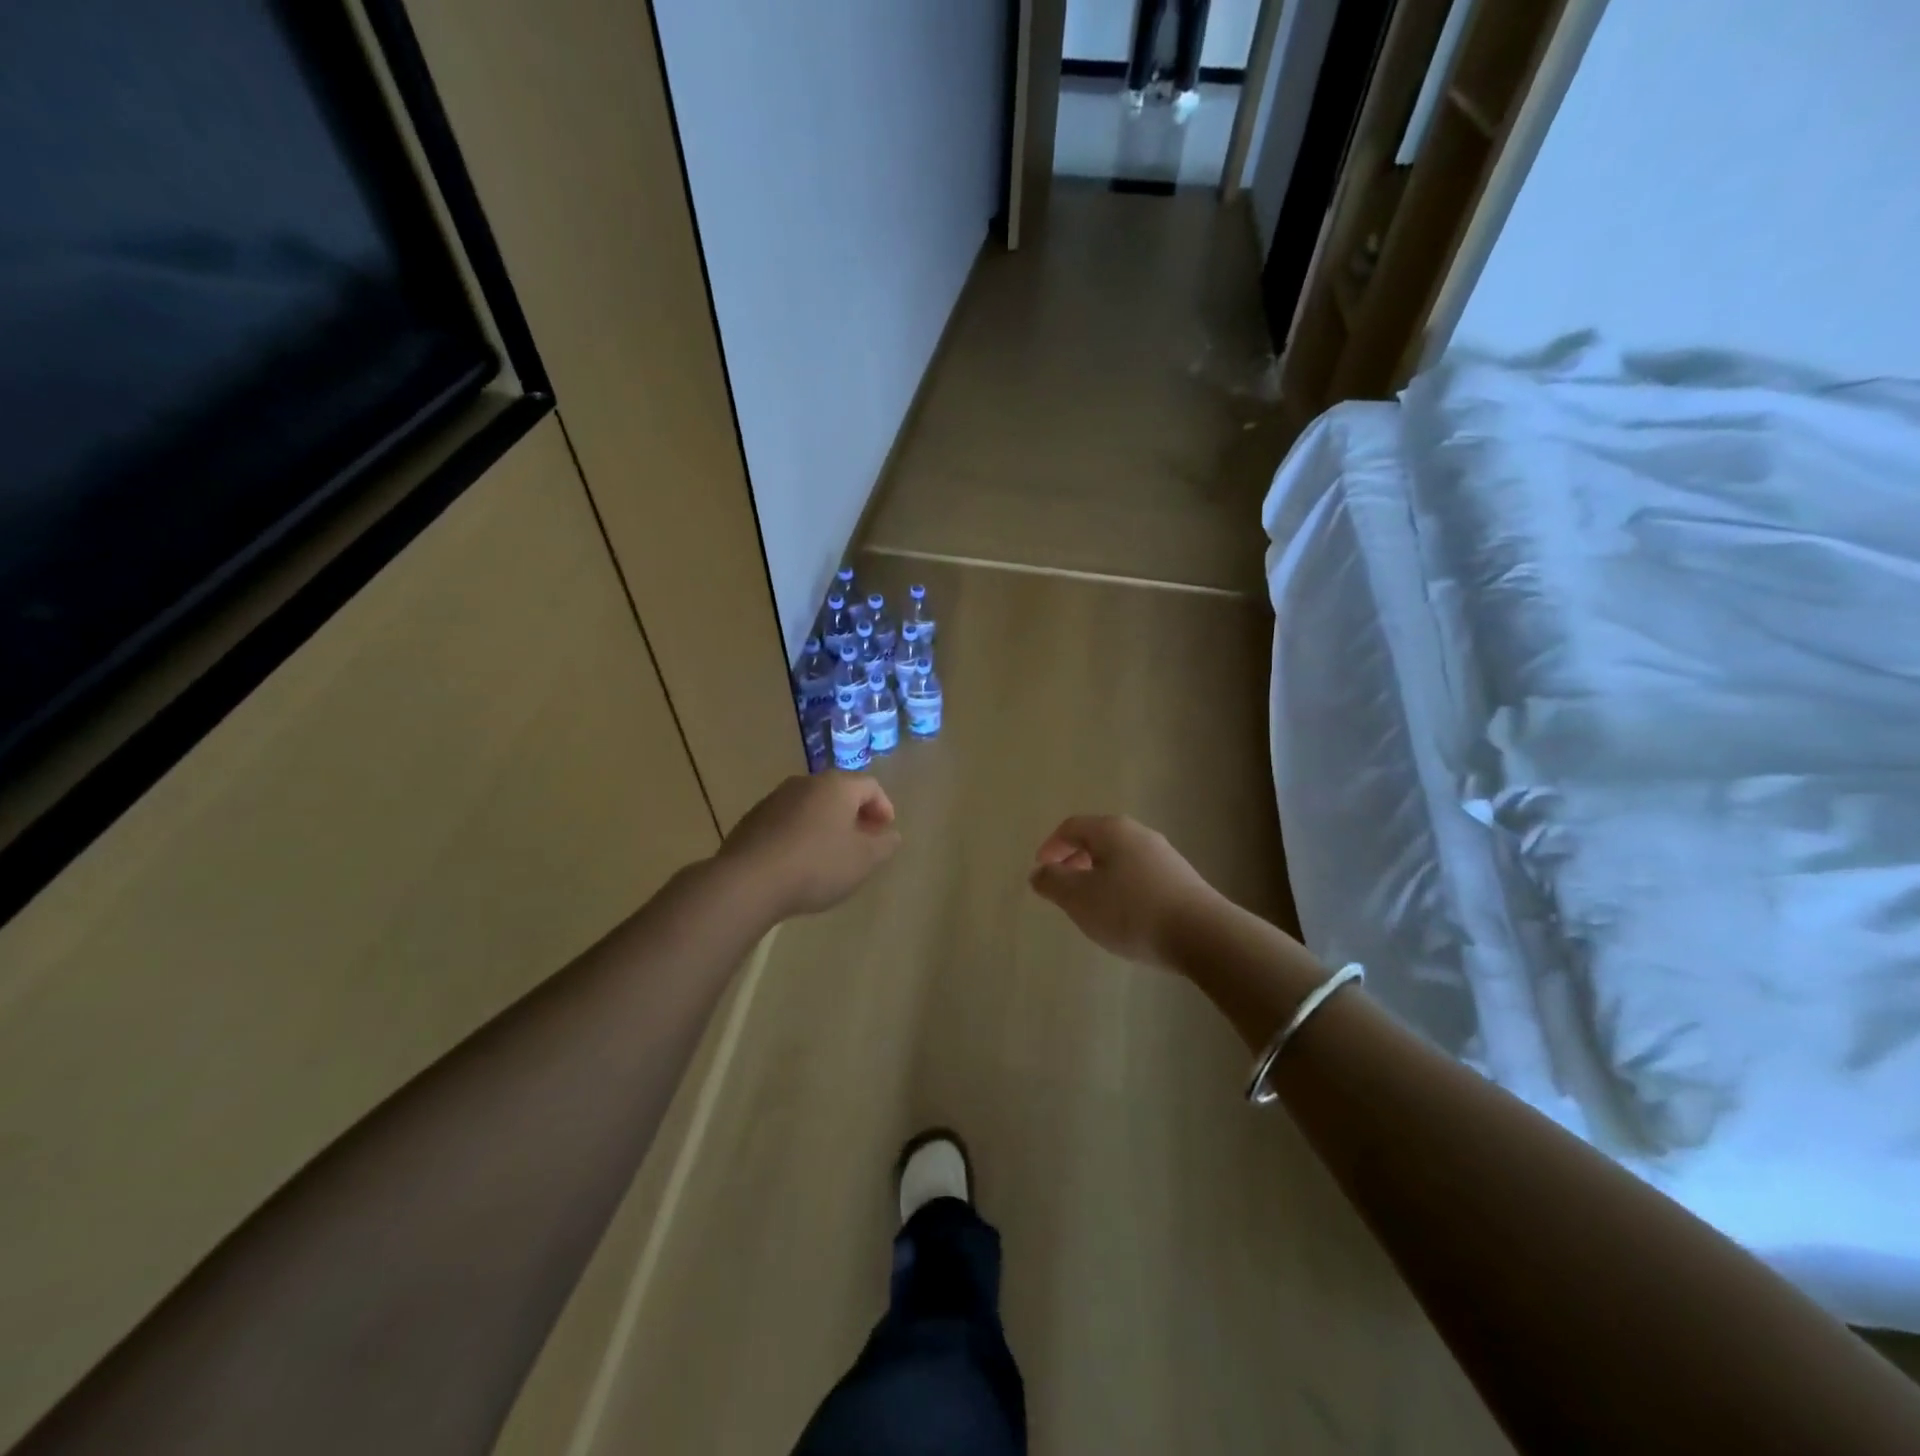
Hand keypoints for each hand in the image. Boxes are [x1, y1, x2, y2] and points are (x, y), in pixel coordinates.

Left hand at [717, 773, 900, 920]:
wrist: (748, 881)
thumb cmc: (817, 865)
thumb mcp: (864, 860)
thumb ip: (884, 844)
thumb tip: (890, 834)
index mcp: (836, 786)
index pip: (871, 786)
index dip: (884, 808)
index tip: (885, 833)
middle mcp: (805, 783)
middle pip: (839, 793)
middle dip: (855, 815)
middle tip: (862, 842)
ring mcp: (775, 799)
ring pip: (811, 806)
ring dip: (826, 825)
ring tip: (830, 855)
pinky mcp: (752, 819)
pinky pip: (787, 821)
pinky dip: (801, 834)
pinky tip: (799, 862)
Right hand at [1028, 815, 1224, 969]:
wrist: (1203, 935)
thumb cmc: (1131, 911)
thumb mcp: (1079, 898)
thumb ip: (1053, 882)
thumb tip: (1039, 872)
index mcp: (1112, 830)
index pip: (1071, 827)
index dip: (1051, 846)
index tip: (1041, 871)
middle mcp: (1140, 834)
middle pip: (1097, 840)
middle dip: (1074, 861)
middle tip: (1063, 888)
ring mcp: (1164, 855)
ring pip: (1120, 858)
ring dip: (1098, 876)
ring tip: (1091, 906)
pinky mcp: (1181, 879)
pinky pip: (1139, 875)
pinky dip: (1121, 887)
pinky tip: (1124, 916)